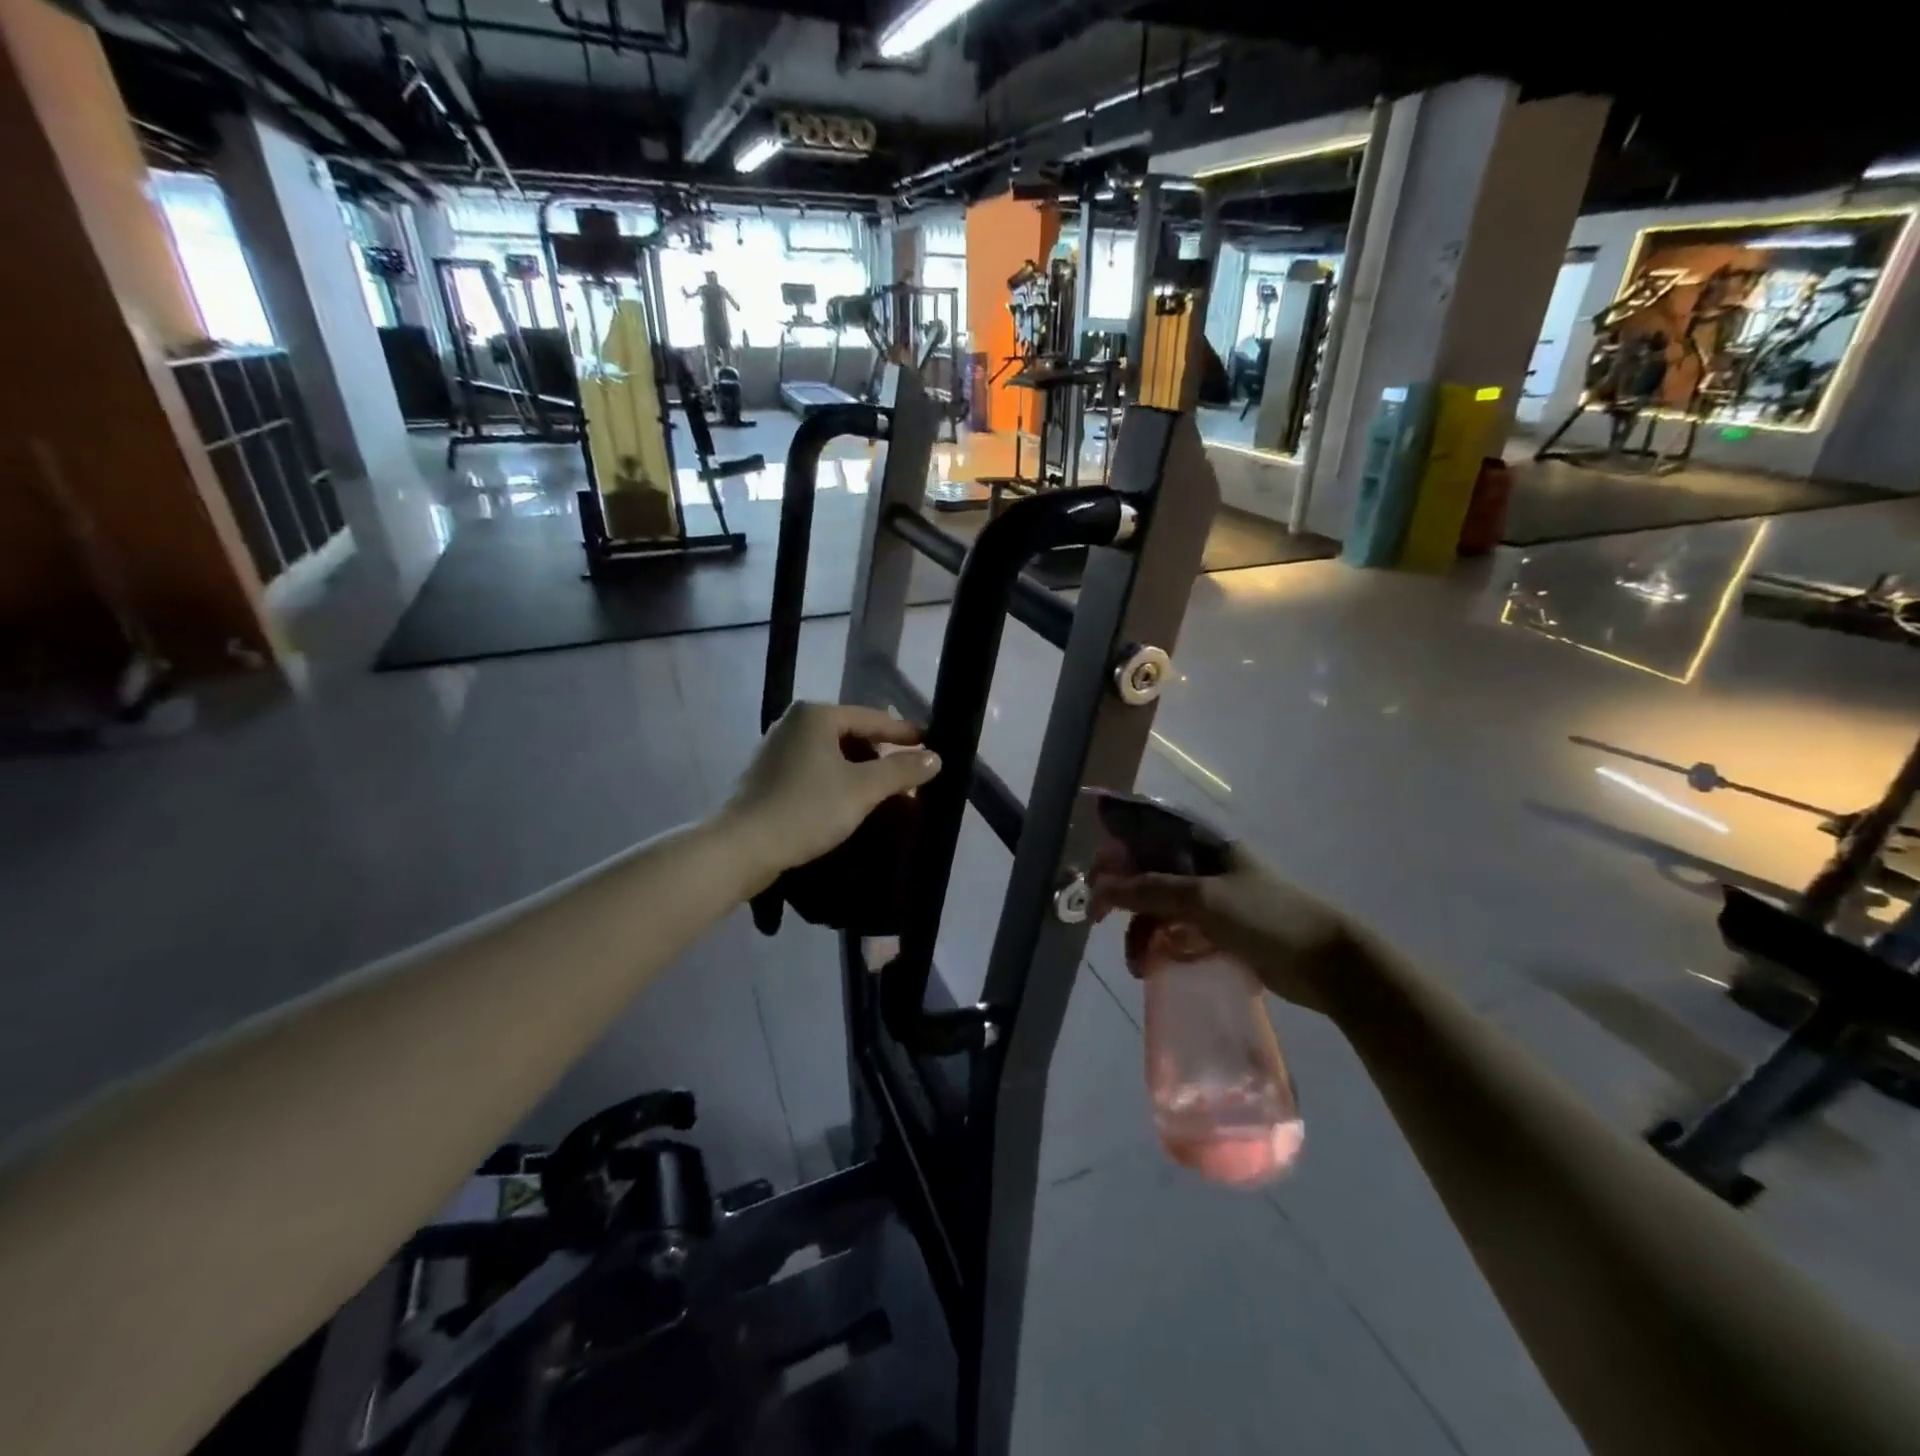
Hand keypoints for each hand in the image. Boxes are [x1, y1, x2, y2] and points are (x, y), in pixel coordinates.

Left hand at [723, 702, 940, 890]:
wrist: (741, 847)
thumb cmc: (806, 810)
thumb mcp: (862, 790)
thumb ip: (901, 770)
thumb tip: (935, 758)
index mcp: (816, 715)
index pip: (874, 719)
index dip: (905, 735)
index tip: (932, 746)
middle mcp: (795, 722)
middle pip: (853, 734)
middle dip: (882, 757)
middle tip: (909, 779)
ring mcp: (777, 747)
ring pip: (834, 754)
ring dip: (861, 772)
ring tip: (884, 794)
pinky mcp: (768, 774)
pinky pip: (815, 769)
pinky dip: (837, 781)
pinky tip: (849, 803)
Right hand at [1089, 842, 1354, 1014]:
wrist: (1329, 963)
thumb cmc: (1267, 919)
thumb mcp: (1204, 900)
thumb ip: (1149, 889)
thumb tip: (1101, 885)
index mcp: (1201, 842)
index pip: (1144, 832)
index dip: (1114, 851)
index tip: (1092, 881)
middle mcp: (1201, 863)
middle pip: (1146, 870)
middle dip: (1120, 895)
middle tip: (1098, 920)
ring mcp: (1211, 896)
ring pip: (1158, 904)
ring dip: (1139, 929)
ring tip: (1137, 964)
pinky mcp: (1219, 927)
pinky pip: (1175, 928)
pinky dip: (1160, 943)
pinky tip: (1154, 965)